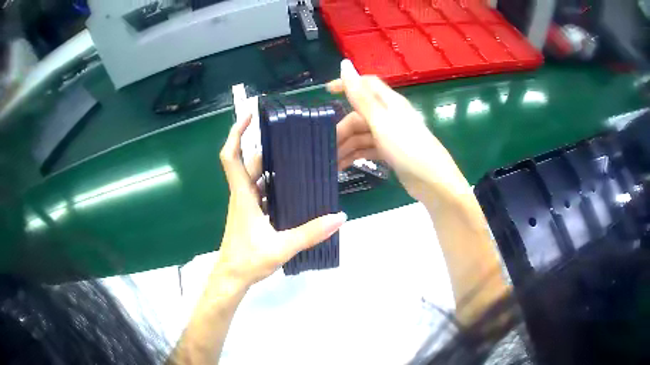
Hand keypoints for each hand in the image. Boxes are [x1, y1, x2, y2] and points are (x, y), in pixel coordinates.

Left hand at [216, 115, 346, 288]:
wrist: (232, 278)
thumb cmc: (248, 260)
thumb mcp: (281, 247)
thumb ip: (310, 233)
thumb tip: (339, 217)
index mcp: (243, 195)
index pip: (231, 156)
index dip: (236, 133)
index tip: (249, 116)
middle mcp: (242, 195)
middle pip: (249, 162)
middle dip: (265, 146)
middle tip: (290, 136)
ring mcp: (245, 205)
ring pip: (256, 177)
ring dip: (271, 164)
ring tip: (296, 156)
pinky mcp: (251, 214)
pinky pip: (261, 191)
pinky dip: (273, 183)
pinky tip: (293, 186)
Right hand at [329, 60, 471, 208]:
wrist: (433, 182)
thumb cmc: (408, 148)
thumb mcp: (381, 121)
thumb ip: (361, 96)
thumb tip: (345, 64)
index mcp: (389, 103)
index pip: (366, 85)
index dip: (346, 84)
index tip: (326, 92)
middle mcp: (389, 116)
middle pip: (359, 116)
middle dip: (341, 129)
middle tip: (324, 146)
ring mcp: (390, 135)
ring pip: (362, 135)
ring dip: (345, 146)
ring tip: (329, 162)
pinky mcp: (391, 152)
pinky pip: (368, 149)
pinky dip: (355, 155)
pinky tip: (342, 166)